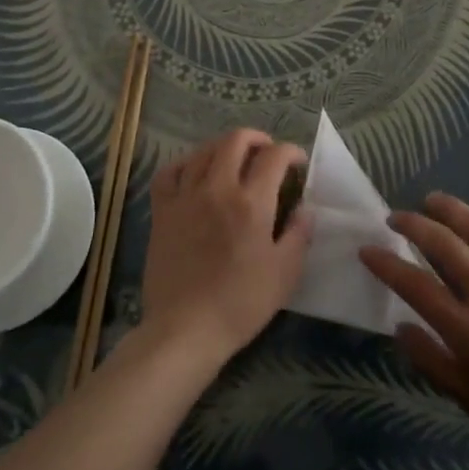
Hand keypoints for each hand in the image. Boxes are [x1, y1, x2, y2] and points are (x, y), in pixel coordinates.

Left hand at [140, 129, 311, 370]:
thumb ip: (299, 234)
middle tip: (268, 153)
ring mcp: (185, 197)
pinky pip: (169, 173)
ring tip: (235, 159)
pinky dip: (184, 163)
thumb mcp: (285, 273)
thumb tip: (306, 208)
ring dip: (224, 147)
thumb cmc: (241, 303)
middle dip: (257, 139)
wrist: (185, 330)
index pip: (274, 156)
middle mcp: (218, 188)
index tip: (297, 163)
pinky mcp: (162, 212)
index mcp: (252, 202)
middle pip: (236, 141)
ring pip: (203, 151)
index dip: (291, 151)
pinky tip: (194, 171)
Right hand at [361, 192, 468, 460]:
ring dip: (452, 209)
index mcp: (467, 328)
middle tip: (397, 217)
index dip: (386, 264)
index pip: (415, 285)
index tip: (368, 250)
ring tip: (433, 200)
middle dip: (414, 225)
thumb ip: (432, 361)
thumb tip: (400, 327)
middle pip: (444, 245)